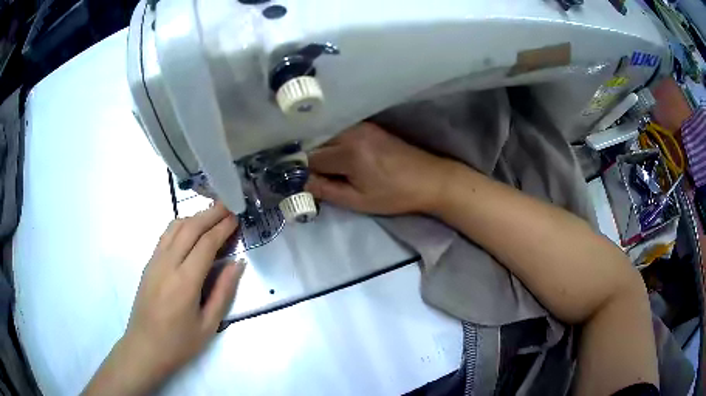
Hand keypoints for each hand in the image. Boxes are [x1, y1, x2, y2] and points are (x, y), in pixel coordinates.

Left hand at [83, 203, 244, 395]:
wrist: (145, 348)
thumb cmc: (179, 343)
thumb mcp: (209, 325)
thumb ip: (223, 292)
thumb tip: (237, 263)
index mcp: (185, 282)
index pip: (206, 244)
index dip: (222, 228)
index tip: (236, 217)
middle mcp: (168, 264)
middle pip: (190, 228)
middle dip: (210, 214)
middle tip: (228, 206)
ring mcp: (155, 261)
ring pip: (175, 227)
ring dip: (195, 216)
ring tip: (212, 214)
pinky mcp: (148, 264)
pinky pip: (165, 236)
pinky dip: (181, 226)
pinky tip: (190, 229)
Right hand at [306, 122, 454, 214]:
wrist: (430, 179)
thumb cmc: (395, 195)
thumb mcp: (358, 201)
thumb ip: (326, 190)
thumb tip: (301, 183)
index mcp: (348, 152)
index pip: (310, 158)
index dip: (303, 171)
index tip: (303, 181)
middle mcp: (352, 132)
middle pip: (316, 142)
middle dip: (311, 158)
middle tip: (314, 175)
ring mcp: (361, 126)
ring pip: (327, 135)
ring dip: (322, 149)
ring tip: (328, 168)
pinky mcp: (369, 126)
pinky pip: (341, 131)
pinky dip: (334, 142)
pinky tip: (340, 156)